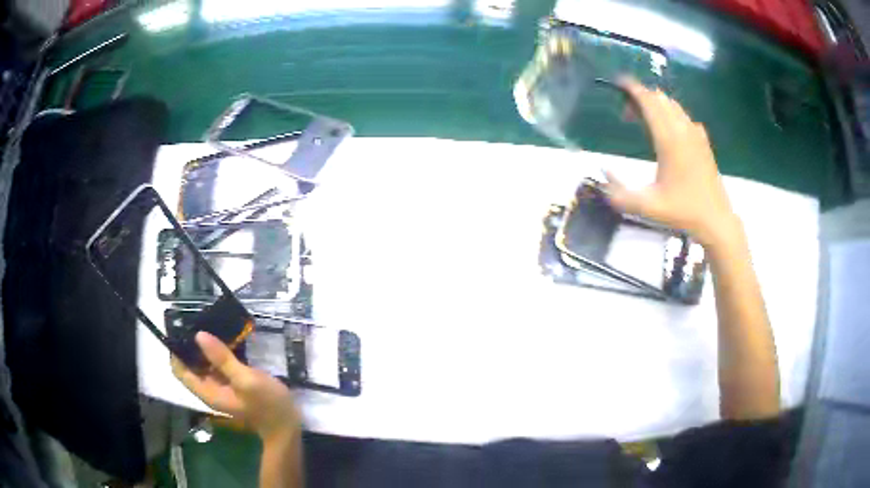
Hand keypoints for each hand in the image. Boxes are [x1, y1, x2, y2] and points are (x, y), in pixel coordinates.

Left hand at [172, 332, 299, 441]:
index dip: (177, 352)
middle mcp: (210, 388)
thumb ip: (222, 359)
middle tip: (199, 319)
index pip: (180, 371)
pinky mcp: (233, 381)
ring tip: (212, 322)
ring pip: (205, 362)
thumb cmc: (267, 404)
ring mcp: (222, 385)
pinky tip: (228, 336)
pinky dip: (220, 350)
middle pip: (191, 365)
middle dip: (192, 344)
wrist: (288, 423)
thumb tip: (199, 335)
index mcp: (208, 391)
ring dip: (206, 345)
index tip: (182, 329)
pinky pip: (219, 363)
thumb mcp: (246, 380)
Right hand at [605, 79, 740, 248]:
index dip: (632, 88)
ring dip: (656, 104)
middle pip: (659, 98)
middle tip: (626, 110)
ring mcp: (695, 134)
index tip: (618, 82)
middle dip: (641, 96)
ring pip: (673, 105)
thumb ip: (618, 192)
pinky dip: (671, 113)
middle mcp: (682, 130)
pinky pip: (684, 116)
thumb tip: (602, 171)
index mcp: (668, 139)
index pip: (649, 101)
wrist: (715, 220)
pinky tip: (667, 129)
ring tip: (642, 118)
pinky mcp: (703, 141)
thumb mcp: (645, 207)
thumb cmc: (682, 212)